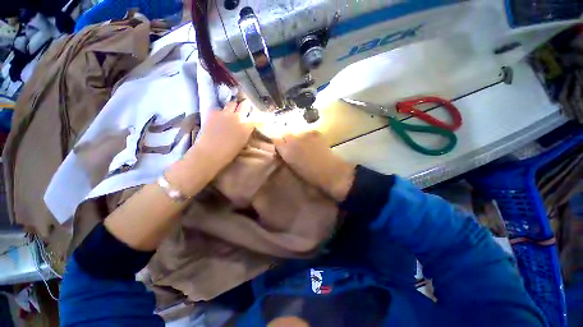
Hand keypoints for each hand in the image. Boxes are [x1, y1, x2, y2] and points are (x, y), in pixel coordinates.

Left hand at [193, 99, 254, 170]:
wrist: (210, 153)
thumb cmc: (228, 153)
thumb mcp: (242, 143)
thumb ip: (245, 132)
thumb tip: (246, 126)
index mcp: (247, 127)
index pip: (253, 116)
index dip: (251, 117)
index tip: (250, 118)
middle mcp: (238, 117)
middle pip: (244, 106)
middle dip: (243, 108)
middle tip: (241, 112)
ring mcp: (226, 113)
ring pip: (232, 104)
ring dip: (232, 108)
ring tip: (229, 114)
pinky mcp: (213, 112)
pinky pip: (219, 108)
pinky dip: (219, 112)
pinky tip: (216, 119)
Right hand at [274, 131, 354, 201]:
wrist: (332, 174)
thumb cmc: (311, 178)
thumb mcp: (294, 172)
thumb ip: (286, 160)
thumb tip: (283, 155)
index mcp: (287, 151)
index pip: (276, 141)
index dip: (277, 146)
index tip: (279, 151)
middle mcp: (294, 141)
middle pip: (286, 135)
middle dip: (286, 142)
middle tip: (291, 150)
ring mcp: (306, 136)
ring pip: (297, 134)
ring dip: (297, 140)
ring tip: (303, 148)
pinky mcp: (316, 135)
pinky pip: (308, 134)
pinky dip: (307, 138)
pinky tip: (312, 145)